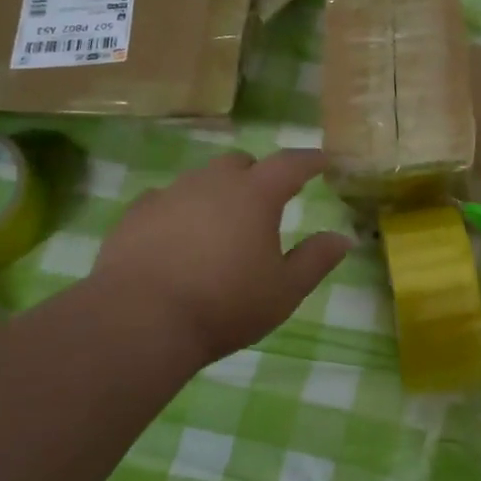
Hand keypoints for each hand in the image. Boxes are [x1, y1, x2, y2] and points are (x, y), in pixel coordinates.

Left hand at [95, 149, 349, 364]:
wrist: (140, 320)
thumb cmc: (225, 305)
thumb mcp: (284, 291)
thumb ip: (316, 260)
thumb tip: (344, 238)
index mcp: (255, 195)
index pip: (290, 164)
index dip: (310, 160)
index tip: (323, 161)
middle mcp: (212, 183)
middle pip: (241, 163)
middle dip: (258, 174)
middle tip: (266, 201)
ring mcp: (170, 194)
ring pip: (201, 179)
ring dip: (217, 192)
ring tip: (220, 224)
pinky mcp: (136, 214)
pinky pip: (164, 200)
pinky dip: (179, 210)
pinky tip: (177, 236)